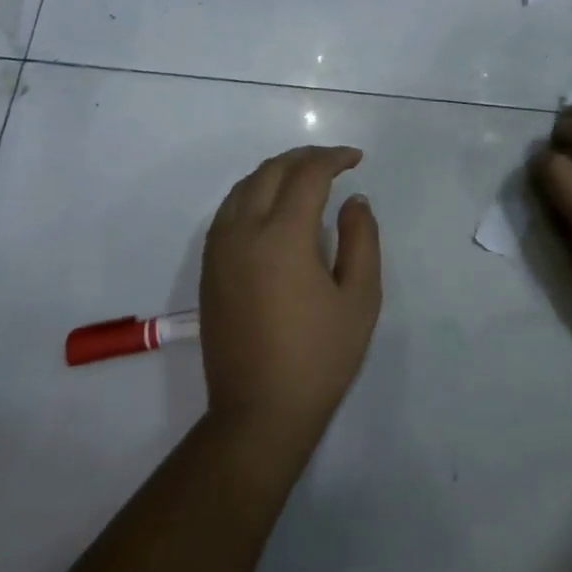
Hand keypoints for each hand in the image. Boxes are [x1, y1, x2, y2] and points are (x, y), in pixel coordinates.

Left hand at [200, 146, 381, 446]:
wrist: (258, 413)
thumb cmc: (319, 358)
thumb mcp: (359, 299)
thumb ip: (362, 240)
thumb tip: (353, 201)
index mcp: (282, 236)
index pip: (307, 175)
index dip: (334, 158)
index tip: (356, 159)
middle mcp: (243, 232)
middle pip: (271, 171)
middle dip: (304, 158)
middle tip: (334, 162)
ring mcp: (219, 249)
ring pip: (244, 187)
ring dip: (276, 172)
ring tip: (305, 177)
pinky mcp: (209, 268)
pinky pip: (228, 210)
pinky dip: (253, 193)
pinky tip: (273, 206)